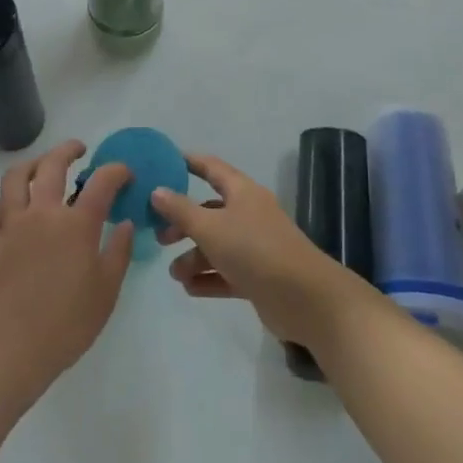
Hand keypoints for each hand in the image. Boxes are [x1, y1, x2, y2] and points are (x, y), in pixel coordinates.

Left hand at [0, 140, 134, 405]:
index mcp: (77, 224)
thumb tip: (125, 223)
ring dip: (34, 163)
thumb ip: (118, 253)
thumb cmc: (65, 326)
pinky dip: (11, 195)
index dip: (116, 171)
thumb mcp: (105, 293)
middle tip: (80, 150)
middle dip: (69, 150)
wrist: (6, 350)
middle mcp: (43, 212)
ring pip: (18, 175)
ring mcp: (12, 222)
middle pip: (53, 164)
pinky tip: (18, 204)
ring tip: (43, 166)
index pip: (102, 182)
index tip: (125, 173)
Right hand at [150, 153, 361, 347]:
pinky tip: (189, 289)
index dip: (189, 163)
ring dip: (194, 257)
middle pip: (210, 211)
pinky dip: (208, 278)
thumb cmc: (255, 250)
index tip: (164, 163)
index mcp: (242, 192)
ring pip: (217, 245)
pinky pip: (227, 272)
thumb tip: (156, 190)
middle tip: (159, 236)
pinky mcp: (259, 277)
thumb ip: (181, 210)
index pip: (212, 168)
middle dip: (183, 222)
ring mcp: (256, 247)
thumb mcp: (211, 227)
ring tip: (175, 274)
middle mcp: (249, 215)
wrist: (306, 300)